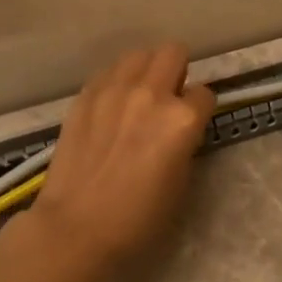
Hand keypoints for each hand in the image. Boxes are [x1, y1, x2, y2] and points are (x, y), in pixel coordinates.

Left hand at [28, 43, 215, 271]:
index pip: (205, 93)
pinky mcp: (85, 96)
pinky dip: (117, 81)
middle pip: (173, 53)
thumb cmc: (138, 218)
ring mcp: (113, 90)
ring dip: (146, 70)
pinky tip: (111, 106)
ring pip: (139, 54)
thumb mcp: (181, 183)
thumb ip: (185, 142)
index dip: (201, 109)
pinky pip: (108, 72)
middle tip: (170, 96)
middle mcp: (151, 94)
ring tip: (139, 96)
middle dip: (178, 71)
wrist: (76, 228)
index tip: (193, 123)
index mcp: (182, 119)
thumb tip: (180, 128)